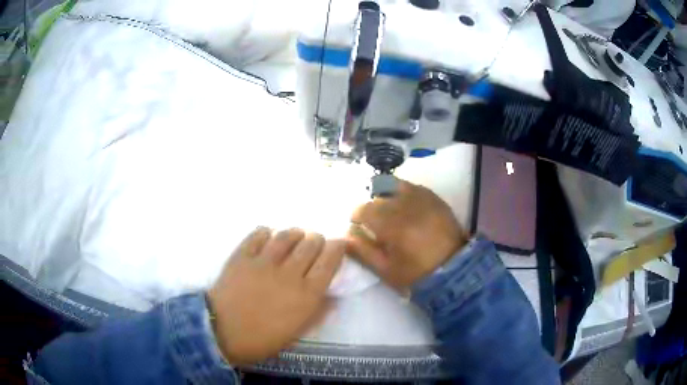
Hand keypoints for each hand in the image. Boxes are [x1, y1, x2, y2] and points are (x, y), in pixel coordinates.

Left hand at [207, 227, 344, 365]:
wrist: (222, 332)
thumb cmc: (262, 339)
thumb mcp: (296, 333)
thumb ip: (317, 313)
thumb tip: (333, 297)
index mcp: (306, 295)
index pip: (329, 261)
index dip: (338, 248)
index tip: (339, 244)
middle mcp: (289, 273)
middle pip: (311, 243)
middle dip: (317, 239)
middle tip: (314, 244)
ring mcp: (264, 262)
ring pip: (287, 235)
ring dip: (295, 233)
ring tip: (295, 237)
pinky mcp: (242, 256)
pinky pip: (258, 234)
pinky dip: (267, 232)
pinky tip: (268, 237)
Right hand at [347, 180, 467, 288]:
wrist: (453, 270)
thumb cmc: (416, 273)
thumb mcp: (385, 269)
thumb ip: (363, 251)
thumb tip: (346, 236)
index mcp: (392, 225)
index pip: (365, 210)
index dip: (357, 216)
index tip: (358, 226)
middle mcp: (406, 206)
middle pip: (379, 198)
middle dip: (373, 209)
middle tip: (376, 224)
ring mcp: (423, 199)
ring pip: (395, 187)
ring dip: (387, 197)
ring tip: (390, 211)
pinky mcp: (435, 198)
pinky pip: (414, 187)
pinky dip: (404, 192)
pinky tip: (406, 205)